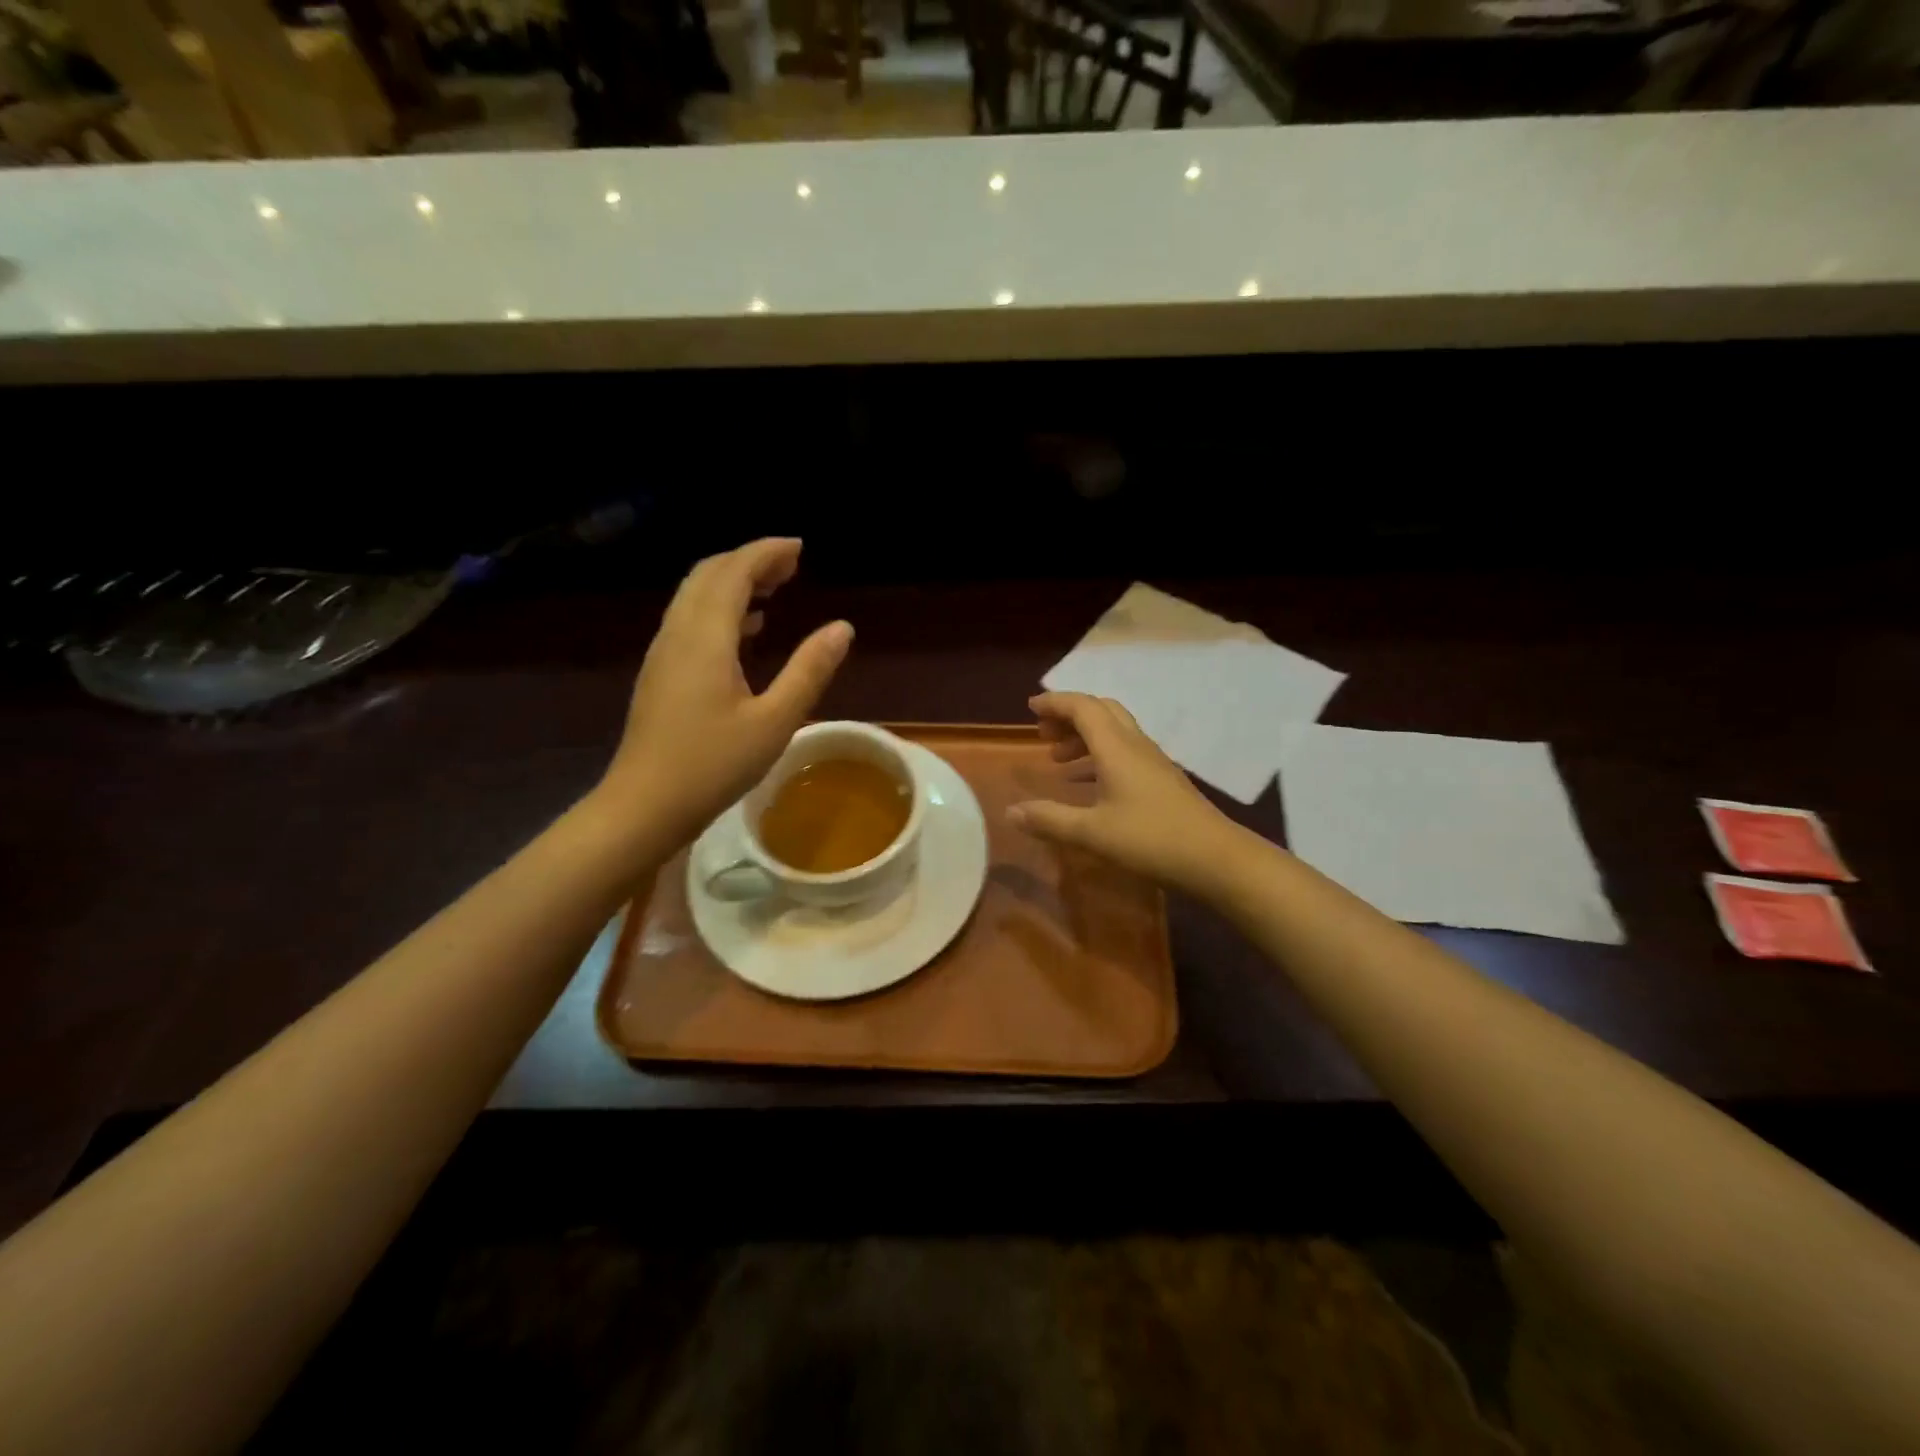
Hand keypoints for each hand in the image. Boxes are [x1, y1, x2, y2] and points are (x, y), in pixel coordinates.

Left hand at [596, 538, 851, 845]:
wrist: (644, 805)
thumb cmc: (713, 765)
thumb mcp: (775, 721)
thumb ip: (809, 670)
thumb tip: (842, 628)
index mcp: (706, 637)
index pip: (733, 572)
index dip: (766, 553)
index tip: (800, 549)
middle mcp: (679, 633)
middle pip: (709, 575)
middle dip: (749, 561)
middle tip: (791, 567)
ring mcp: (664, 653)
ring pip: (695, 596)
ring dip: (733, 582)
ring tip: (774, 590)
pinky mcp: (660, 673)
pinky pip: (690, 620)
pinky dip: (720, 609)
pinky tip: (747, 632)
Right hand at [1009, 692, 1236, 891]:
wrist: (1217, 859)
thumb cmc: (1150, 840)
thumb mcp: (1092, 833)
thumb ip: (1049, 820)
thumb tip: (1010, 812)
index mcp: (1116, 747)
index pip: (1083, 707)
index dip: (1055, 703)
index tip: (1030, 708)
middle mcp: (1135, 745)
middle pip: (1101, 712)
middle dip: (1069, 716)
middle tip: (1044, 735)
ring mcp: (1153, 762)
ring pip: (1114, 733)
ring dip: (1084, 738)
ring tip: (1059, 762)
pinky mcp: (1163, 780)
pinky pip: (1125, 753)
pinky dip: (1100, 757)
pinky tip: (1090, 787)